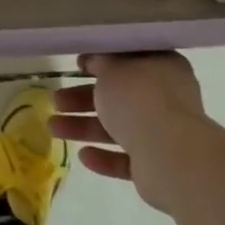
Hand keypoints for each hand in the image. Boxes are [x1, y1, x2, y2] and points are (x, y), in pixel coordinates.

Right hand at [50, 52, 210, 211]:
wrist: (170, 155)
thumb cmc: (139, 99)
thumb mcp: (111, 69)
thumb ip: (100, 62)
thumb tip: (94, 59)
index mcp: (162, 67)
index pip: (131, 59)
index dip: (103, 60)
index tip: (79, 65)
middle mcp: (167, 98)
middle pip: (119, 96)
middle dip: (84, 99)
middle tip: (57, 101)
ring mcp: (164, 133)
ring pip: (119, 127)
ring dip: (86, 127)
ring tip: (54, 129)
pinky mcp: (158, 166)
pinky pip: (127, 158)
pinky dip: (105, 157)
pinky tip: (83, 156)